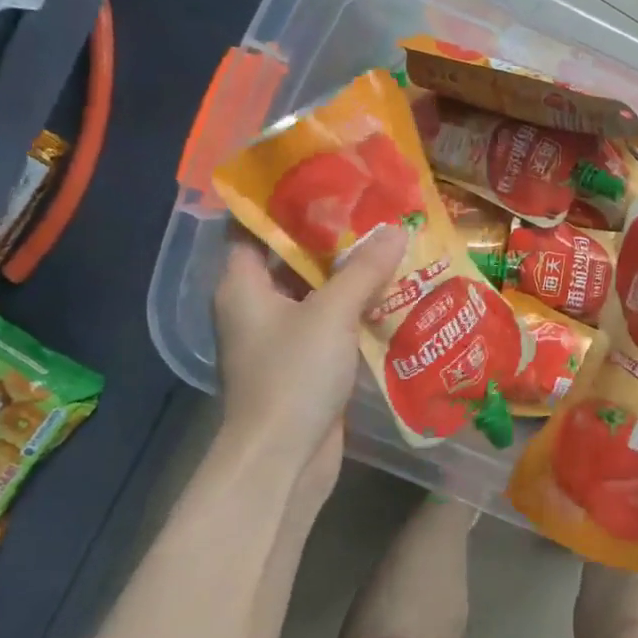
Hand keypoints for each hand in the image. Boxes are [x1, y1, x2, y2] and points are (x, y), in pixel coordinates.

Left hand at [212, 225, 406, 483]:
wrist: (283, 458)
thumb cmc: (292, 375)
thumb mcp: (331, 313)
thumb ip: (364, 269)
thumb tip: (395, 229)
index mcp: (243, 285)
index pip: (254, 227)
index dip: (285, 202)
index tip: (326, 180)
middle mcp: (256, 306)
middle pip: (291, 259)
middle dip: (332, 237)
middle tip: (374, 210)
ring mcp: (280, 338)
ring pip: (316, 294)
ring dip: (350, 275)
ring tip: (392, 244)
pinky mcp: (305, 365)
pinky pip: (331, 325)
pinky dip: (357, 310)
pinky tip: (394, 295)